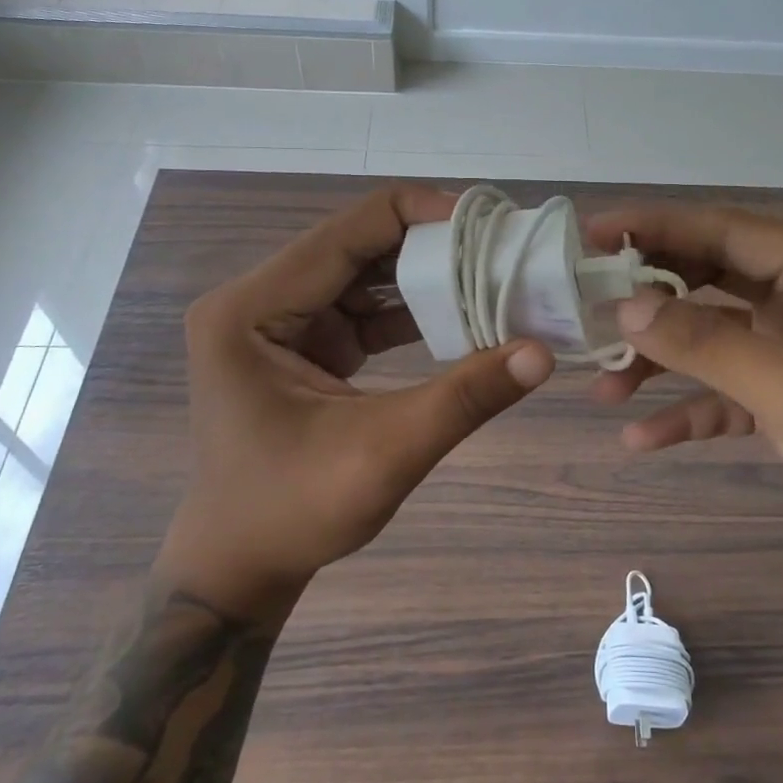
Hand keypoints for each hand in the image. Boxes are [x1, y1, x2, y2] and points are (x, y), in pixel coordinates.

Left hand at [160, 185, 554, 615]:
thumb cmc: (294, 512)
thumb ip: (464, 398)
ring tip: (490, 275)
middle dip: (429, 246)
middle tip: (499, 249)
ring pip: (362, 274)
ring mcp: (276, 320)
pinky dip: (408, 311)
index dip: (419, 216)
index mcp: (250, 310)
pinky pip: (361, 308)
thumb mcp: (385, 453)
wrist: (240, 566)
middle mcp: (256, 300)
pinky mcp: (300, 343)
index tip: (488, 223)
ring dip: (423, 277)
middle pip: (356, 246)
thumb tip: (542, 352)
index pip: (346, 232)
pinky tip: (458, 316)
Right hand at [584, 204, 782, 603]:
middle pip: (711, 277)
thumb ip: (706, 343)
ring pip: (711, 335)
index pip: (725, 230)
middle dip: (649, 297)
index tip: (591, 236)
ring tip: (604, 388)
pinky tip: (643, 438)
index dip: (654, 227)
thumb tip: (625, 307)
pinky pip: (725, 388)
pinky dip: (688, 407)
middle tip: (585, 307)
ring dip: (660, 360)